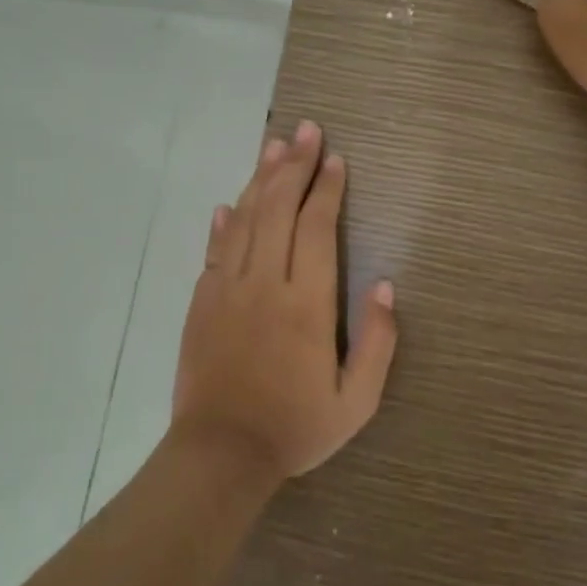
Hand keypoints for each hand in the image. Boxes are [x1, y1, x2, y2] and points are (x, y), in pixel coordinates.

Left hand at [172, 119, 397, 480]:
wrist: (219, 455)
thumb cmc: (295, 427)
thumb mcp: (357, 400)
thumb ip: (378, 342)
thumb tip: (384, 286)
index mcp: (306, 302)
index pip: (316, 227)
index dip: (327, 188)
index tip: (335, 159)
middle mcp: (264, 283)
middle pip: (279, 208)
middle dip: (295, 165)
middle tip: (307, 130)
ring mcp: (227, 289)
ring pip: (245, 219)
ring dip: (261, 178)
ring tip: (274, 145)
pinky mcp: (202, 302)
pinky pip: (214, 249)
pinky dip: (224, 221)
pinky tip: (231, 201)